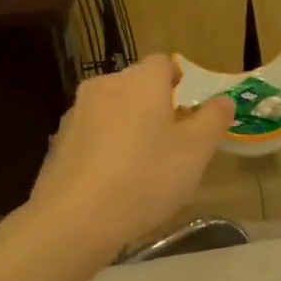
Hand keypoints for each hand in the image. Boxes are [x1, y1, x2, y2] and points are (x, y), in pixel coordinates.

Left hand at [28, 55, 233, 257]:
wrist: (76, 218)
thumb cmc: (146, 176)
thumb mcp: (196, 151)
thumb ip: (213, 120)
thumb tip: (223, 100)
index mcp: (140, 81)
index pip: (162, 63)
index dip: (177, 80)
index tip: (186, 107)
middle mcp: (105, 87)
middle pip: (134, 86)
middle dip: (152, 105)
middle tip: (170, 140)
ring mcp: (75, 115)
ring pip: (110, 111)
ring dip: (126, 127)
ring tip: (141, 165)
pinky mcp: (57, 144)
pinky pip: (90, 137)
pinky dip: (104, 150)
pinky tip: (112, 183)